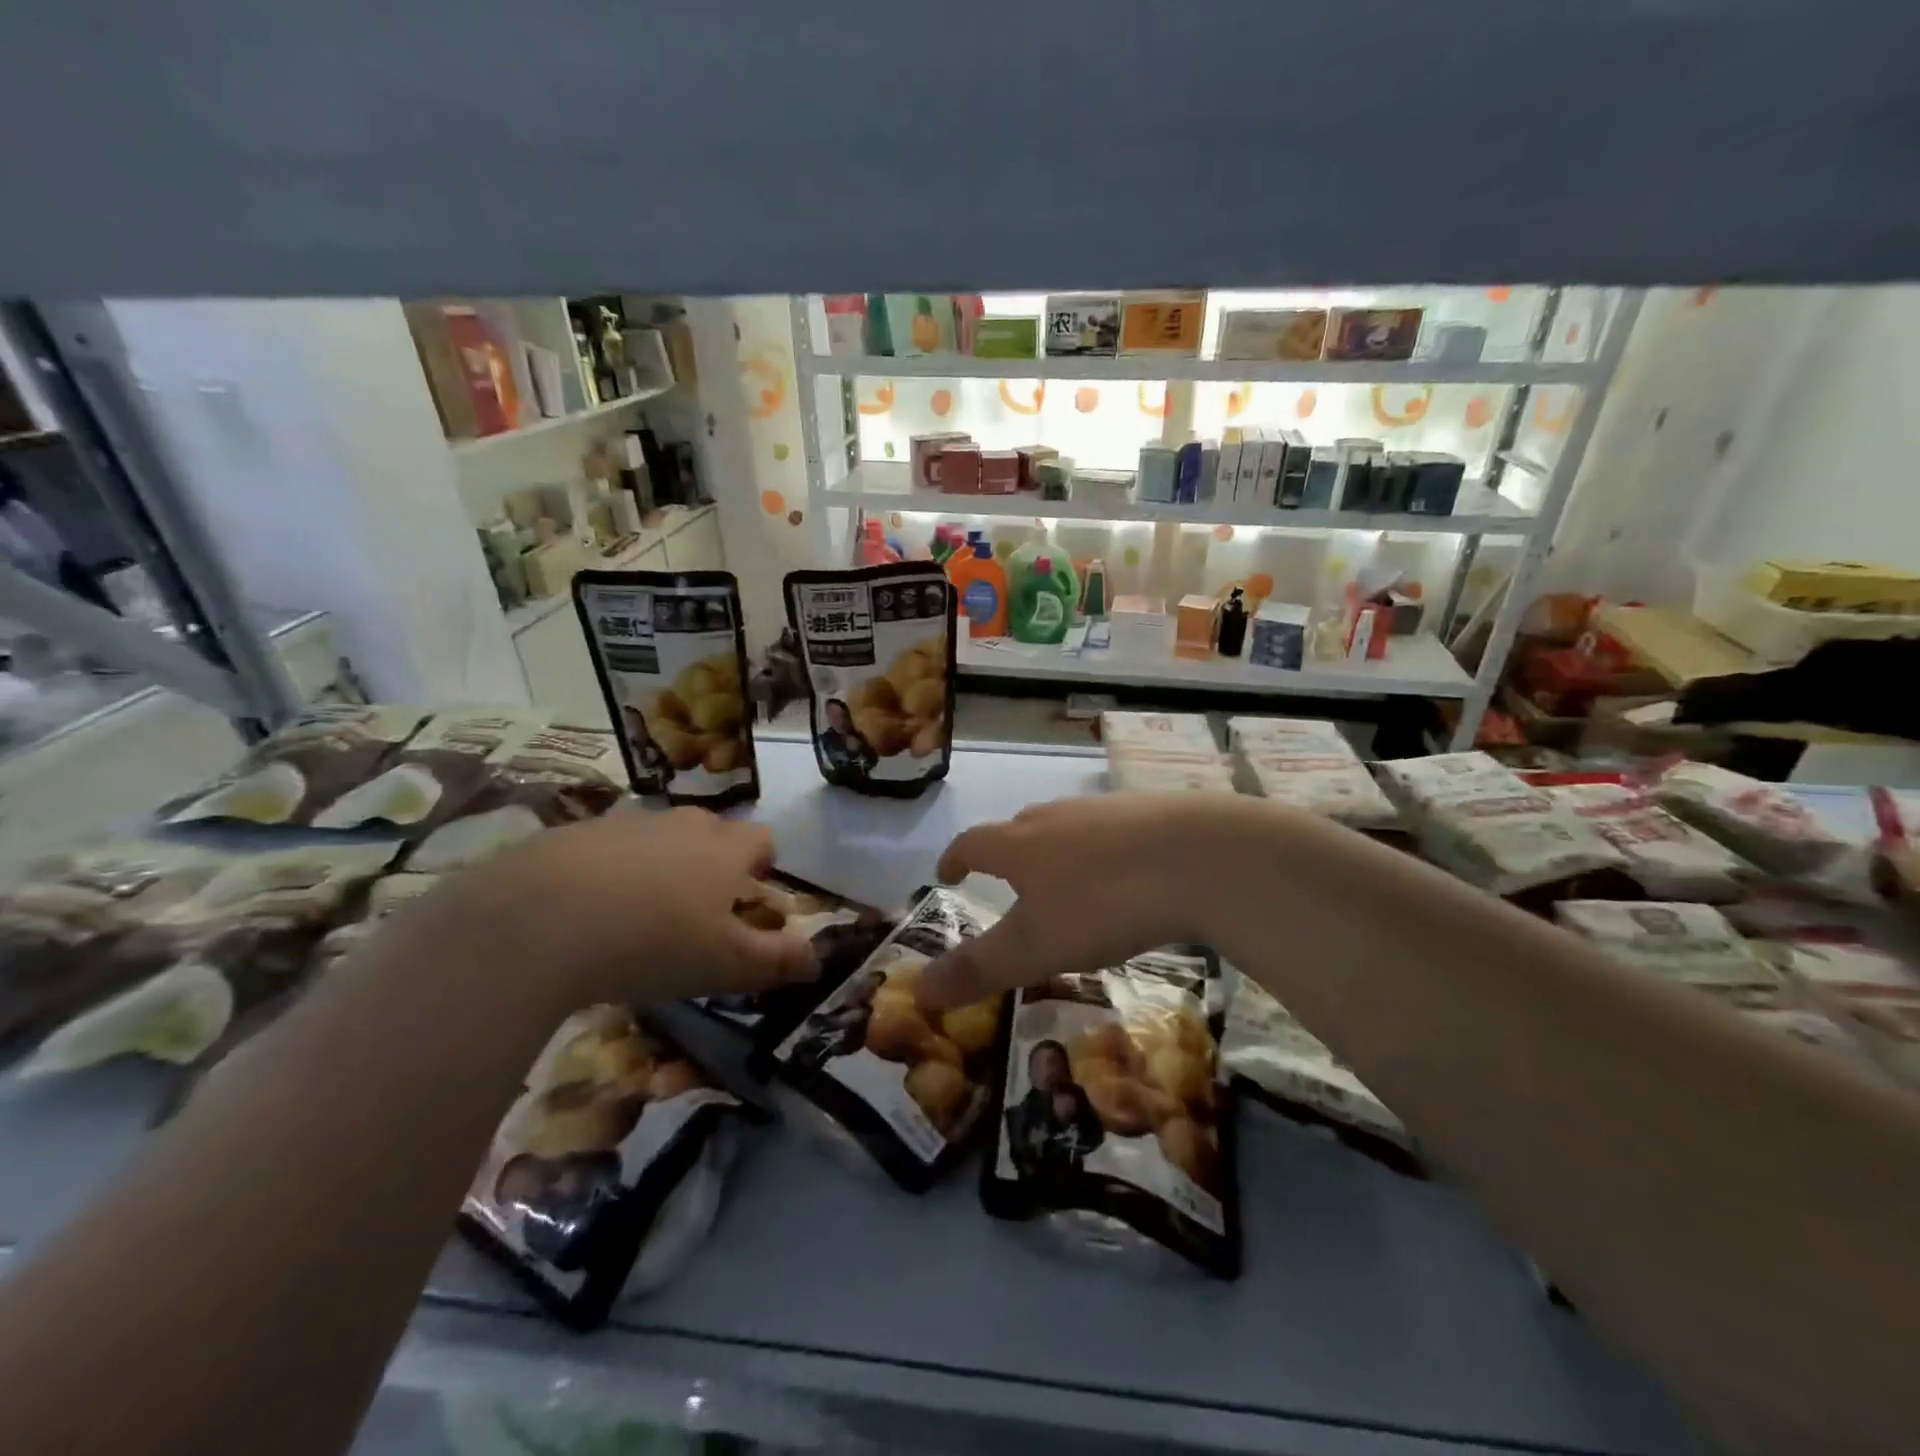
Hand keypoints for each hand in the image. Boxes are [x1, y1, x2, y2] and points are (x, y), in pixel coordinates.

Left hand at [428, 807, 817, 1010]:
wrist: (537, 921)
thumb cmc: (654, 942)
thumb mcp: (726, 964)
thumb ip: (777, 961)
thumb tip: (817, 959)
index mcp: (724, 848)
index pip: (762, 840)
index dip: (763, 866)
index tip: (751, 898)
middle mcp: (681, 823)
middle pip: (710, 832)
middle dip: (711, 864)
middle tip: (696, 911)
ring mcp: (624, 823)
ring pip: (656, 839)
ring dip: (658, 867)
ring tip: (637, 915)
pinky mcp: (570, 833)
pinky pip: (604, 849)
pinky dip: (606, 872)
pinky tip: (584, 914)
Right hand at [916, 794, 1249, 1010]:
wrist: (1199, 856)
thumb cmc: (1102, 903)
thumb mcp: (1035, 947)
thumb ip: (978, 968)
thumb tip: (918, 990)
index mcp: (1020, 844)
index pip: (972, 844)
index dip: (955, 858)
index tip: (947, 873)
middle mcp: (1055, 817)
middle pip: (1019, 828)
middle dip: (1006, 852)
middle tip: (1008, 879)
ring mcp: (1104, 809)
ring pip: (1066, 827)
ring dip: (1056, 850)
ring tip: (1065, 881)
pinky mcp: (1149, 811)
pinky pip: (1111, 830)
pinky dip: (1103, 850)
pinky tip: (1124, 873)